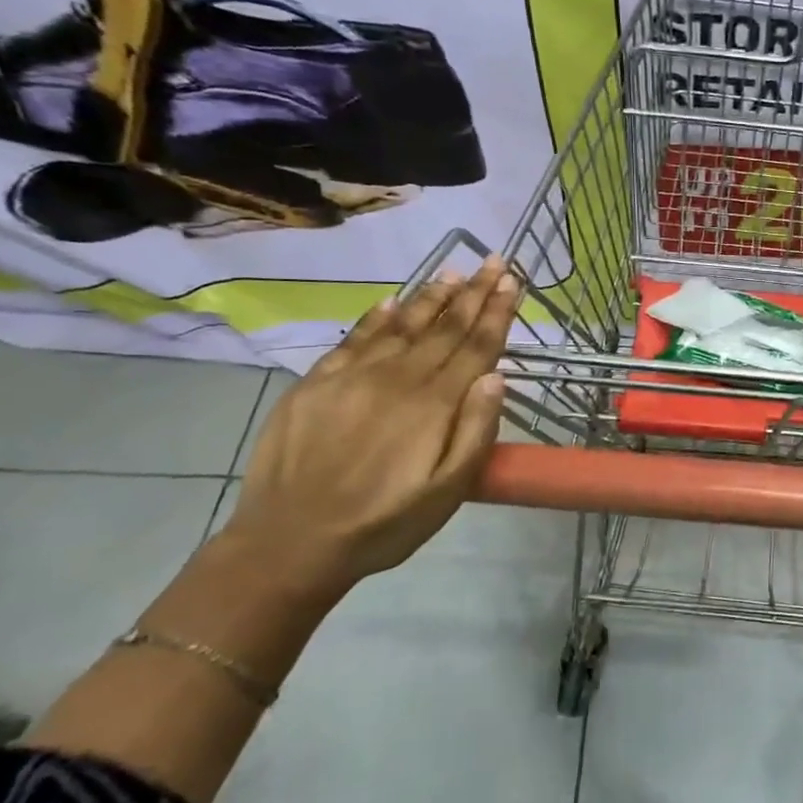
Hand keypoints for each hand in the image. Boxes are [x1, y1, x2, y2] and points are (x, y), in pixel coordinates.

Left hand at [222, 257, 518, 592]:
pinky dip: (376, 317)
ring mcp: (353, 377)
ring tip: (454, 272)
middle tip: (495, 261)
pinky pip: (353, 339)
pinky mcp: (317, 384)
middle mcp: (397, 379)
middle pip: (444, 328)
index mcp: (433, 405)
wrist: (289, 541)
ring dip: (432, 297)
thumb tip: (496, 376)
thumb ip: (475, 432)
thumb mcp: (447, 492)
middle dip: (473, 293)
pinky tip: (391, 301)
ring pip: (402, 325)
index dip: (497, 312)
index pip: (476, 347)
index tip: (513, 281)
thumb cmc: (383, 523)